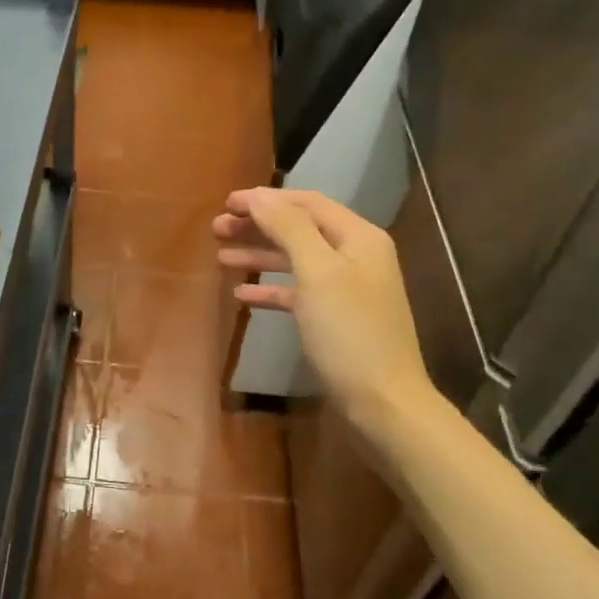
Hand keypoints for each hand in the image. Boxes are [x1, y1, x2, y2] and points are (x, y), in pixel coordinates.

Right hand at [214, 187, 436, 442]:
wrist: (382, 402)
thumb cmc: (349, 333)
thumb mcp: (318, 274)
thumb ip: (289, 229)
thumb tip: (259, 196)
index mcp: (358, 237)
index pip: (307, 203)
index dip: (266, 199)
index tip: (226, 202)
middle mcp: (355, 256)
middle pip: (300, 229)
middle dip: (258, 225)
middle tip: (216, 228)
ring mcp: (346, 289)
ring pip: (295, 260)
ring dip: (259, 254)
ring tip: (221, 255)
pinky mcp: (335, 319)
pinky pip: (297, 293)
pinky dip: (270, 289)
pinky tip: (242, 294)